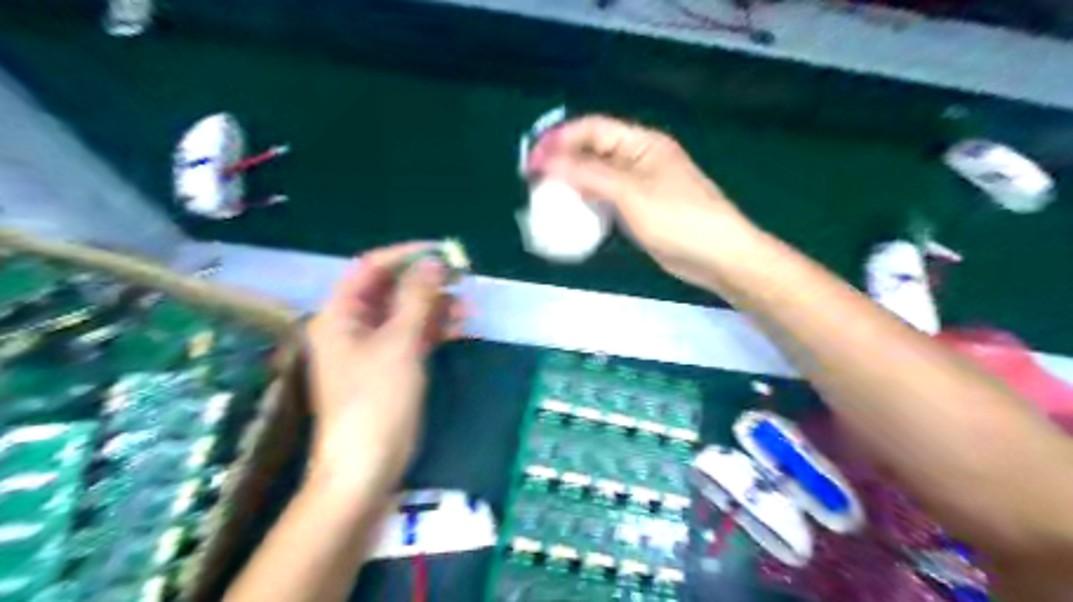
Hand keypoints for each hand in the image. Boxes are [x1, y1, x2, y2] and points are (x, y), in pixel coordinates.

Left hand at [306, 241, 464, 494]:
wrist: (366, 467)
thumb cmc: (376, 401)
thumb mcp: (399, 344)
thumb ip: (417, 299)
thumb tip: (434, 262)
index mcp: (340, 315)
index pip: (370, 269)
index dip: (405, 256)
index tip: (441, 252)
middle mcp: (353, 326)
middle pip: (390, 291)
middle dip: (426, 283)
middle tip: (462, 278)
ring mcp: (373, 348)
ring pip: (406, 314)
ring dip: (436, 307)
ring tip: (469, 307)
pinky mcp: (391, 367)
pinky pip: (413, 337)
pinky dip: (435, 329)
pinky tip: (461, 327)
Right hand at [526, 116, 752, 287]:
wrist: (717, 256)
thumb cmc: (678, 219)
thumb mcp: (630, 193)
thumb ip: (588, 174)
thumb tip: (547, 161)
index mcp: (641, 143)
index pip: (593, 129)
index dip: (560, 139)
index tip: (532, 159)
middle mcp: (639, 159)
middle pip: (593, 150)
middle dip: (563, 160)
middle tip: (533, 179)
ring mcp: (640, 186)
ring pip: (598, 176)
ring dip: (572, 183)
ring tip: (545, 195)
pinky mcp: (639, 210)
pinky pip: (606, 199)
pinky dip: (587, 203)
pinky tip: (571, 213)